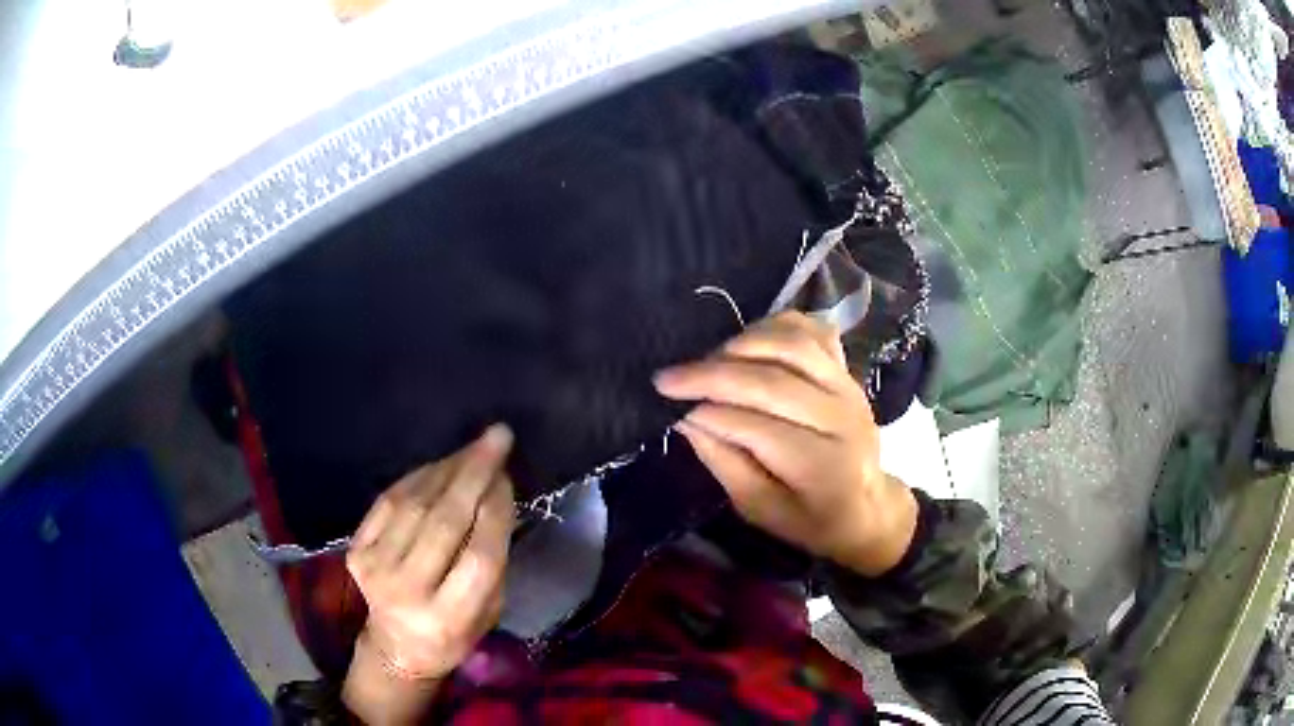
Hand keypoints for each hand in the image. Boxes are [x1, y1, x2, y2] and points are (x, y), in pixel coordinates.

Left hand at [346, 425, 515, 681]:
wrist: (397, 645)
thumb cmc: (456, 632)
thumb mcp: (489, 611)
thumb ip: (493, 559)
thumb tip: (495, 492)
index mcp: (448, 619)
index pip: (478, 557)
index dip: (495, 511)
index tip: (509, 476)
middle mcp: (406, 592)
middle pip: (443, 523)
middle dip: (473, 474)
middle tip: (497, 437)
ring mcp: (375, 569)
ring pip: (414, 505)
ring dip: (447, 469)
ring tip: (472, 449)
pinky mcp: (356, 551)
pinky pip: (388, 501)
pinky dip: (417, 478)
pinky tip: (440, 465)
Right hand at [654, 312, 916, 576]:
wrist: (866, 505)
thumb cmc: (810, 518)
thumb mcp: (761, 510)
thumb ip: (725, 464)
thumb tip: (687, 419)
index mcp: (826, 469)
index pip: (760, 428)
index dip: (710, 414)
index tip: (670, 407)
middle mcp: (844, 419)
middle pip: (774, 382)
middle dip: (713, 375)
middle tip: (668, 378)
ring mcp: (849, 386)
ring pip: (793, 345)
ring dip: (741, 345)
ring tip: (705, 360)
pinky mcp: (848, 368)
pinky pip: (811, 330)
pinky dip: (774, 326)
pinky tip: (745, 341)